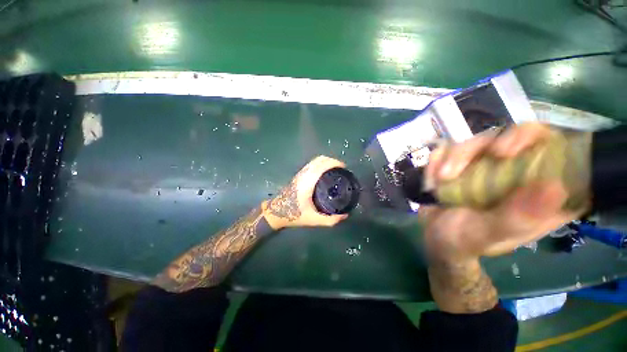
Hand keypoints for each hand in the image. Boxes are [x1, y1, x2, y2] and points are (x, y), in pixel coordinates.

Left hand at [263, 155, 348, 229]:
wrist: (276, 212)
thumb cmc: (294, 215)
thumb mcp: (313, 220)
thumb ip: (330, 220)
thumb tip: (345, 215)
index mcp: (308, 182)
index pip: (322, 165)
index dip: (334, 163)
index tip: (344, 168)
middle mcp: (304, 174)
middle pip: (319, 159)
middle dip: (332, 160)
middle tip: (341, 169)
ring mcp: (300, 173)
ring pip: (315, 160)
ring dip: (326, 161)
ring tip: (335, 170)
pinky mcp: (298, 175)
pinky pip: (311, 164)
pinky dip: (320, 164)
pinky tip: (324, 173)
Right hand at [420, 123, 583, 261]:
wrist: (435, 237)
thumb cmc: (464, 241)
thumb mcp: (488, 235)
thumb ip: (516, 217)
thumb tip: (555, 187)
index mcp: (539, 193)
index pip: (554, 150)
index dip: (534, 140)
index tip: (504, 152)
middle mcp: (518, 173)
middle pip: (509, 137)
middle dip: (479, 148)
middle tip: (460, 165)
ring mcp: (488, 166)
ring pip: (476, 142)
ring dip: (452, 158)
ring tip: (440, 180)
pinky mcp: (462, 165)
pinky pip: (449, 150)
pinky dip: (436, 162)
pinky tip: (433, 181)